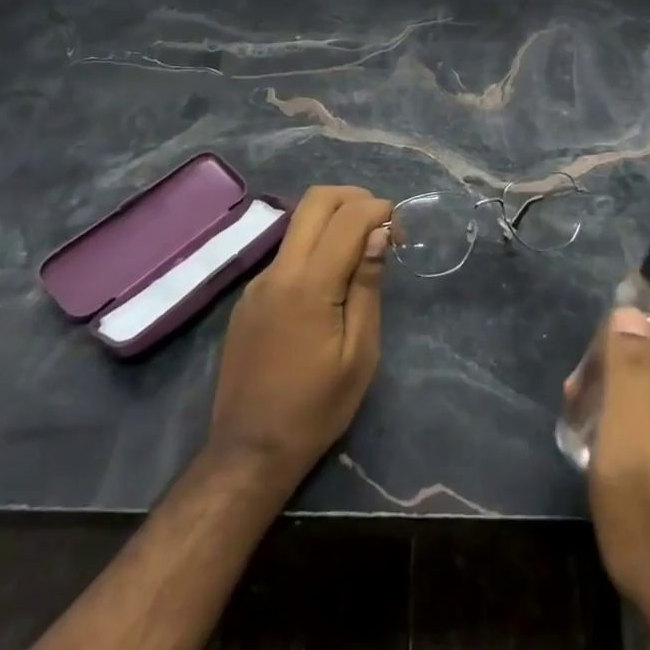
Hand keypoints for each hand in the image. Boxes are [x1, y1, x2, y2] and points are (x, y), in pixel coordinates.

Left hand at [209, 185, 393, 486]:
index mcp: (308, 284)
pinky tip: (331, 280)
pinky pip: (287, 252)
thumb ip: (366, 285)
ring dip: (334, 219)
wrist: (249, 451)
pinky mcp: (249, 296)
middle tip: (381, 224)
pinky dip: (315, 245)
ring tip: (361, 250)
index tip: (400, 230)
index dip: (378, 210)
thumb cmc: (316, 408)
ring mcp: (258, 281)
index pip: (347, 217)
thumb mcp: (359, 353)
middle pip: (315, 200)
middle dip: (354, 198)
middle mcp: (278, 270)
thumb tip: (378, 234)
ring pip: (298, 222)